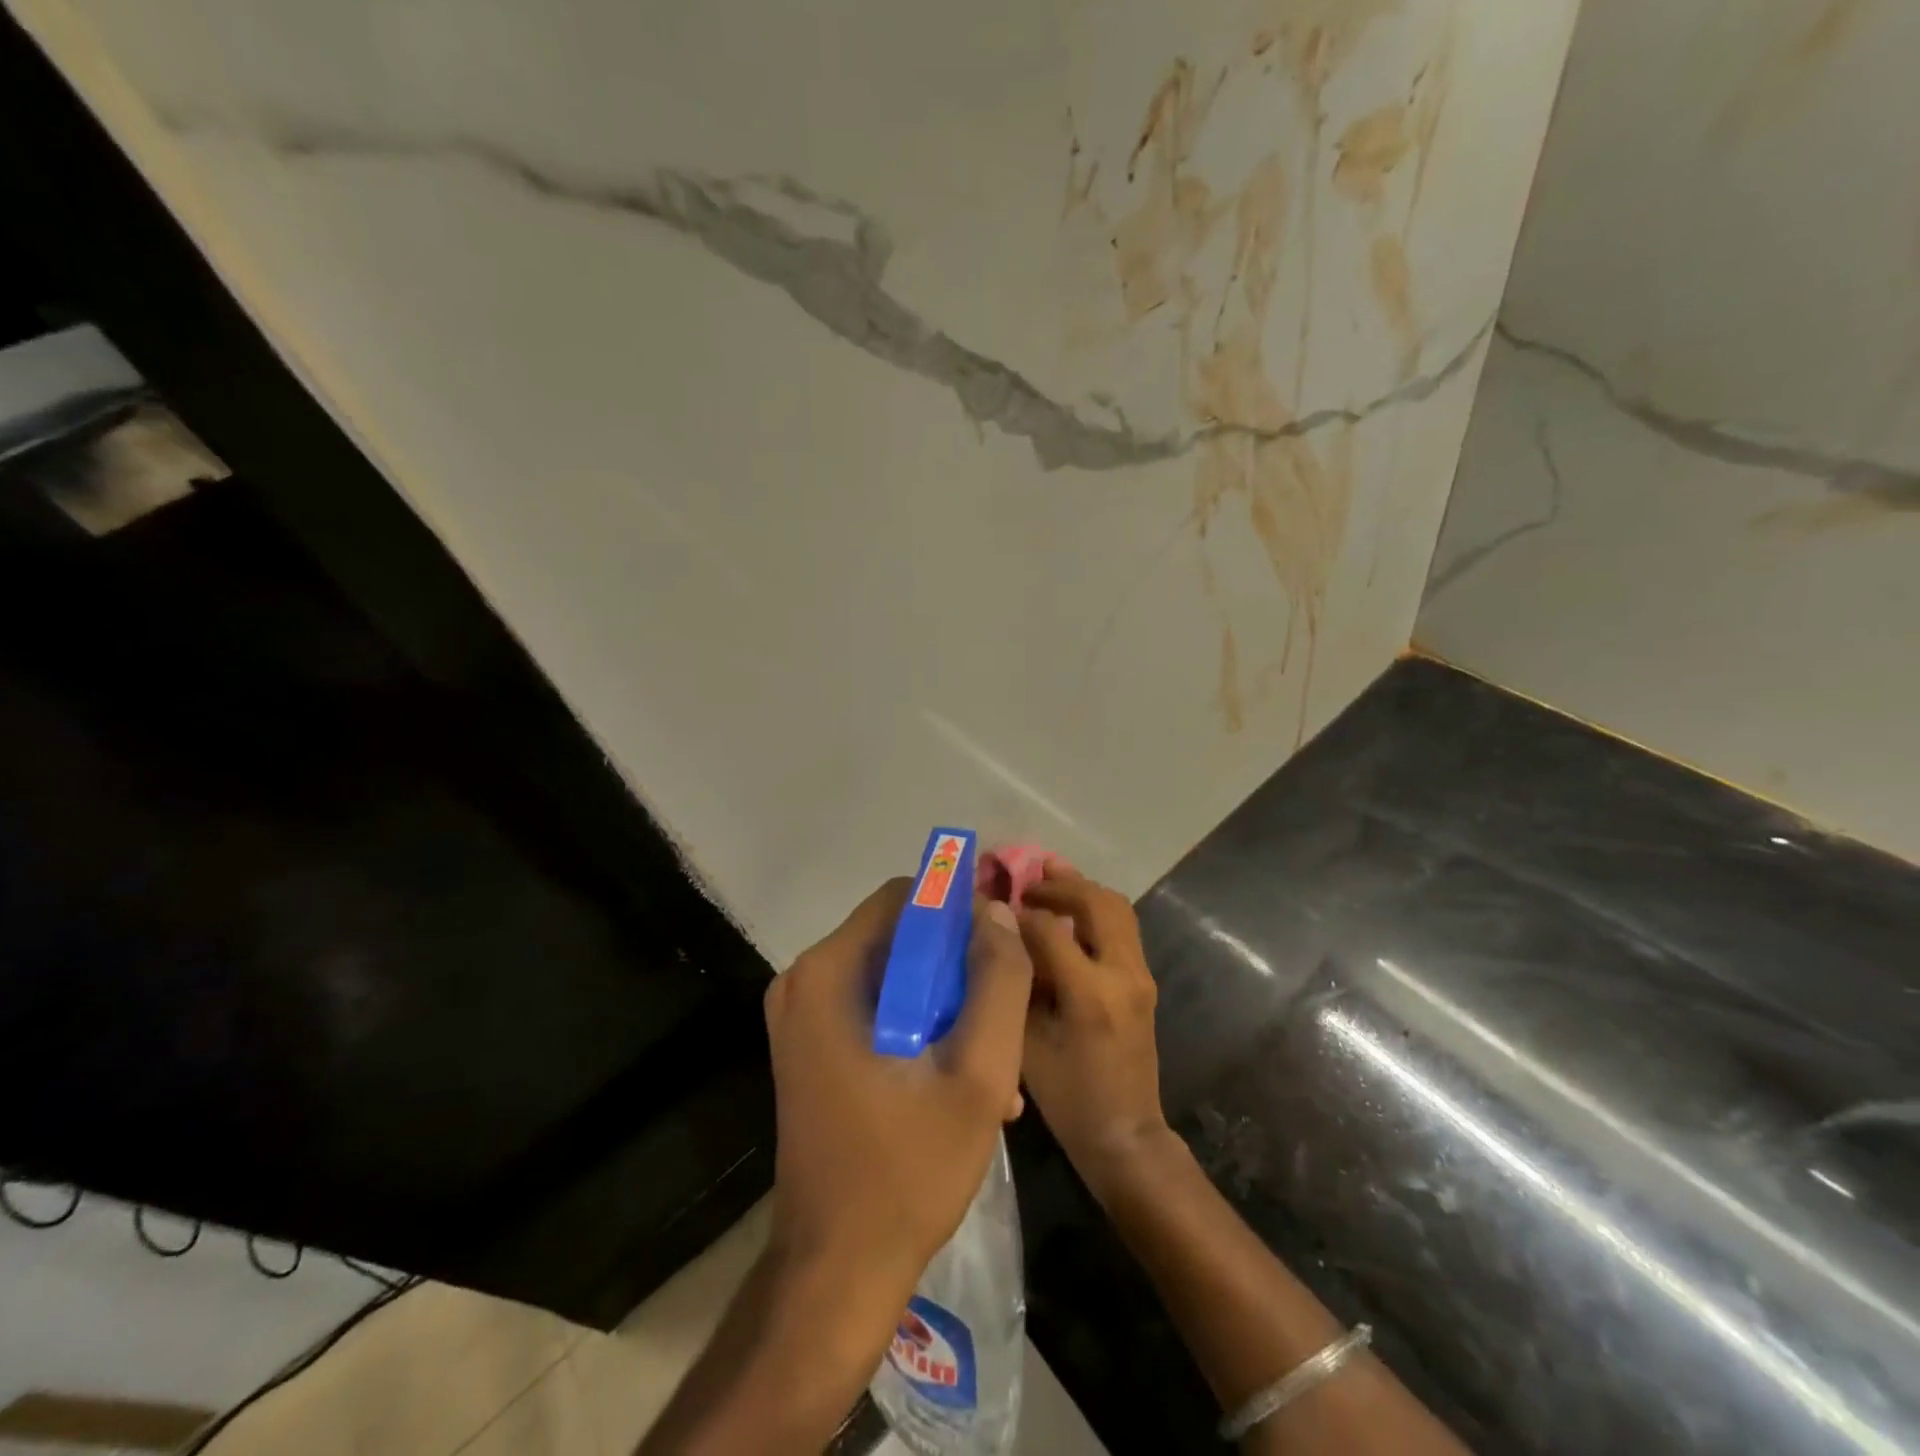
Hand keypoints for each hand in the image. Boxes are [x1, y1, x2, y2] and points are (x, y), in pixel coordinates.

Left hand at [763, 879, 1033, 1304]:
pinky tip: (962, 1081)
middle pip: (899, 935)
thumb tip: (998, 912)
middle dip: (958, 966)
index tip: (1002, 946)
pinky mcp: (812, 1048)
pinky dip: (921, 1027)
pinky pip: (878, 1008)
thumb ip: (999, 982)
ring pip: (894, 974)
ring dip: (948, 1003)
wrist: (836, 1274)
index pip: (904, 897)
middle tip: (1003, 1012)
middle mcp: (804, 982)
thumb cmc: (907, 1171)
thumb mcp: (978, 1074)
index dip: (959, 910)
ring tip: (995, 1059)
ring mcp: (803, 1017)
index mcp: (828, 974)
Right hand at [1017, 865, 1171, 1196]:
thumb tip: (1000, 937)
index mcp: (1090, 994)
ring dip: (1082, 890)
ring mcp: (1140, 975)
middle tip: (1026, 881)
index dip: (1018, 912)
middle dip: (1059, 884)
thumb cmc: (1067, 1098)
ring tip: (1048, 880)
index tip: (992, 904)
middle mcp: (1123, 974)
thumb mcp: (1027, 1043)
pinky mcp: (1144, 980)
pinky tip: (1068, 912)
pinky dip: (1095, 909)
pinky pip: (1122, 927)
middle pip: (1096, 902)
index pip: (1050, 928)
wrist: (1126, 1135)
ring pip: (1117, 908)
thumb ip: (1016, 984)